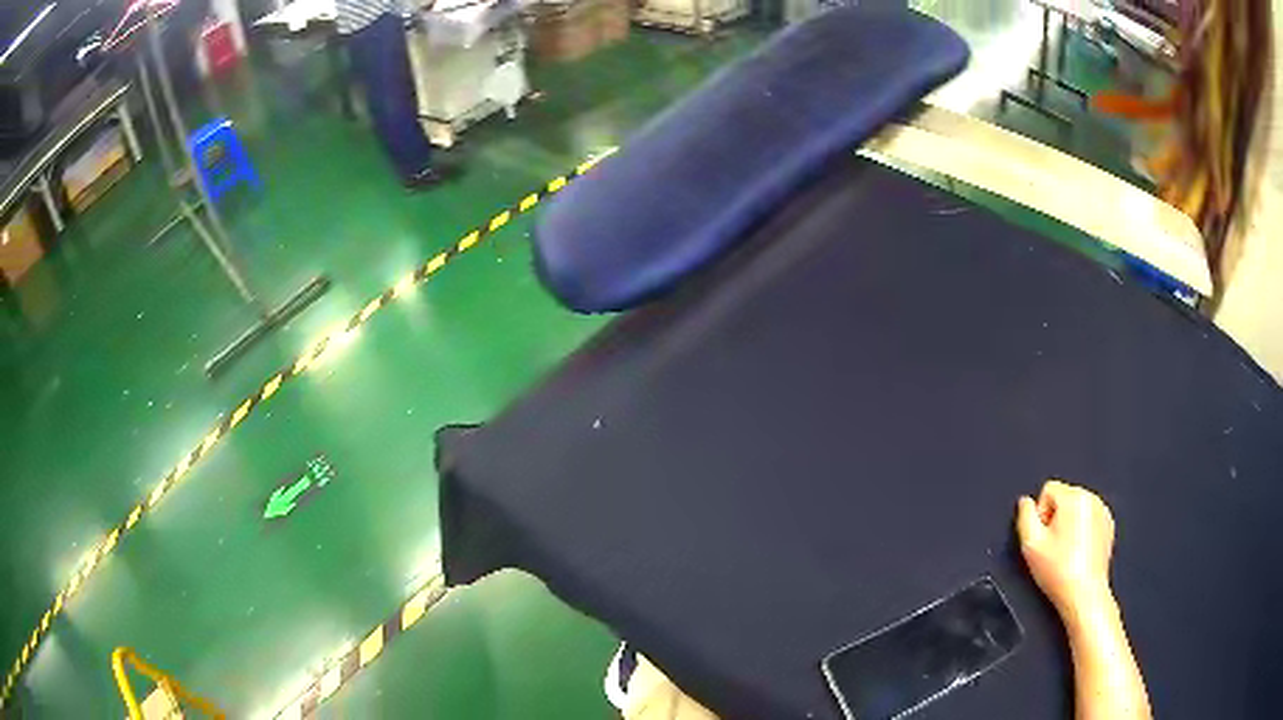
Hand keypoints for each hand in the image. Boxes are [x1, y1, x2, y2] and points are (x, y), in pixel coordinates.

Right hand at [1016, 480, 1115, 618]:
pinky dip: (1082, 530)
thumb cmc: (1058, 571)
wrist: (1084, 594)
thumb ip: (1024, 516)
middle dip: (1055, 518)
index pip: (1048, 489)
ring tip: (1066, 551)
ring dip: (1069, 523)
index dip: (1040, 514)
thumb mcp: (1030, 545)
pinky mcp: (1109, 526)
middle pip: (1064, 497)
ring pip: (1077, 508)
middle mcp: (1091, 498)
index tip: (1043, 538)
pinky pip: (1089, 518)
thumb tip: (1025, 502)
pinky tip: (1078, 552)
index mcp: (1074, 497)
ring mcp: (1103, 511)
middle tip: (1052, 546)